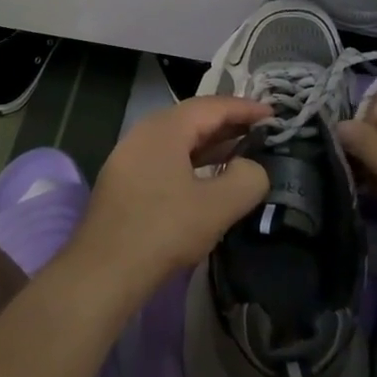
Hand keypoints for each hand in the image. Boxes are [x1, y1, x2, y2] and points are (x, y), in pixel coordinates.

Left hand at [68, 96, 270, 297]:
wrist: (102, 271)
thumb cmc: (163, 230)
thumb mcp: (217, 207)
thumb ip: (247, 180)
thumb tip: (253, 168)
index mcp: (166, 127)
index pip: (213, 106)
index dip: (245, 108)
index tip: (274, 114)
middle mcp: (145, 131)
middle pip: (194, 118)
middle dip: (229, 123)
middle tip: (261, 131)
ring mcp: (131, 155)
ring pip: (179, 139)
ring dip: (211, 143)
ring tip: (241, 151)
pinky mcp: (125, 179)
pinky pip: (166, 157)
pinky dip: (192, 160)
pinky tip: (207, 178)